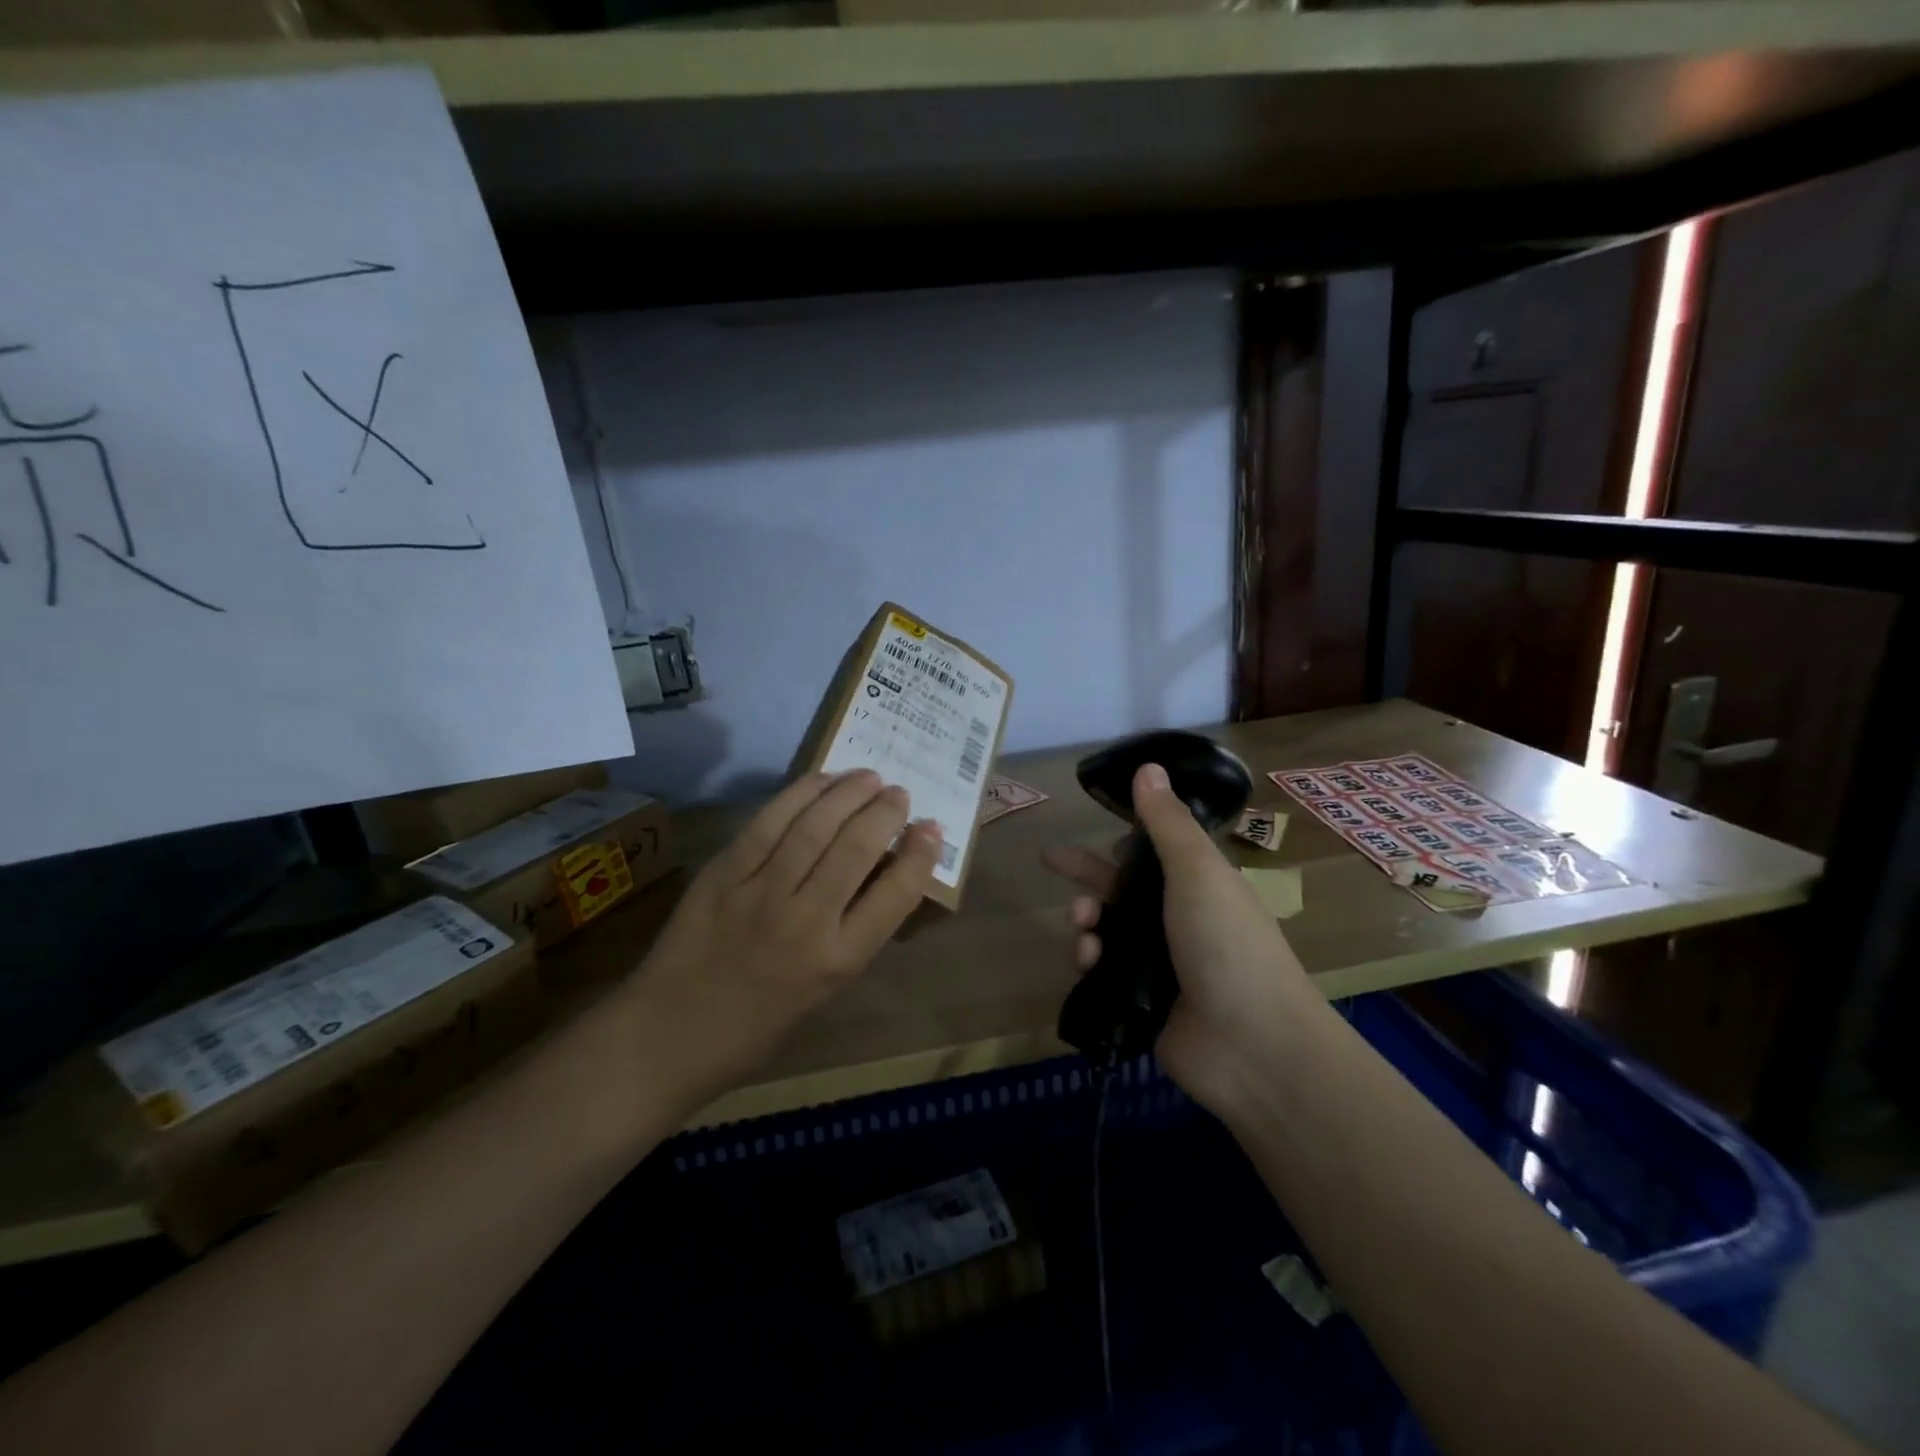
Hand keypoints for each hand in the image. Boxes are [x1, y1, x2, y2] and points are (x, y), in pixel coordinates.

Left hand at [624, 769, 940, 1106]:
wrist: (669, 1035)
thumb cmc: (756, 1026)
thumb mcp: (823, 989)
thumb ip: (853, 932)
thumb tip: (879, 876)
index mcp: (837, 961)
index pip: (896, 894)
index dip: (921, 854)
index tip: (931, 828)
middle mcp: (805, 921)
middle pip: (857, 847)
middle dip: (886, 811)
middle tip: (900, 793)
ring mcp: (760, 892)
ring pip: (815, 825)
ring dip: (849, 793)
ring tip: (869, 777)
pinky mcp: (724, 873)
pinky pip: (769, 822)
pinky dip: (800, 794)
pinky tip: (821, 781)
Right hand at [1041, 762, 1316, 1115]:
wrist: (1251, 1046)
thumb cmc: (1227, 944)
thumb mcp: (1197, 871)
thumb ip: (1167, 822)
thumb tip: (1149, 766)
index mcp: (1199, 885)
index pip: (1154, 853)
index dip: (1124, 836)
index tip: (1094, 821)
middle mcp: (1179, 921)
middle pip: (1123, 889)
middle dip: (1087, 875)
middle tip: (1049, 860)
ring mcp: (1160, 966)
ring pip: (1108, 930)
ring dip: (1088, 920)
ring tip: (1083, 924)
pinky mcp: (1141, 1003)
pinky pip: (1102, 972)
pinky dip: (1090, 960)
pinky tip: (1088, 960)